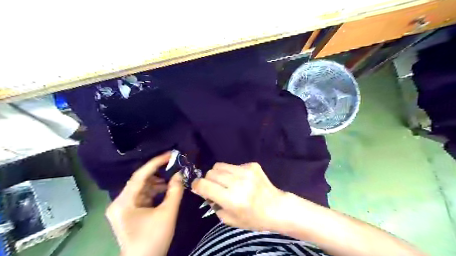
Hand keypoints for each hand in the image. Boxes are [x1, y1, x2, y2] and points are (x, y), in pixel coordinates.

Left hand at [106, 152, 183, 255]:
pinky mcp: (129, 212)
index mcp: (123, 202)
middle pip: (140, 181)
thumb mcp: (167, 213)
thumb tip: (180, 174)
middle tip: (174, 166)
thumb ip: (175, 191)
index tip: (170, 154)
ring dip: (158, 183)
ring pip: (142, 188)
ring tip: (173, 180)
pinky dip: (155, 191)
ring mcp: (123, 208)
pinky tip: (166, 190)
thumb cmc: (154, 240)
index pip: (140, 176)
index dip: (156, 163)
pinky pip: (143, 196)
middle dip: (158, 173)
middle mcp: (119, 202)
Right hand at [191, 162, 283, 231]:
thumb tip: (205, 191)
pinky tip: (241, 180)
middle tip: (215, 187)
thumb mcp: (229, 219)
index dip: (196, 185)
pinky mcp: (252, 165)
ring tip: (227, 182)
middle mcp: (238, 182)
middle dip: (208, 180)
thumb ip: (214, 204)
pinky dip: (232, 172)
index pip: (204, 185)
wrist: (276, 207)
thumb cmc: (253, 218)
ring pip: (220, 165)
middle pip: (211, 172)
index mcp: (231, 199)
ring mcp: (246, 171)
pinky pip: (233, 165)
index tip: (196, 187)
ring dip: (219, 174)